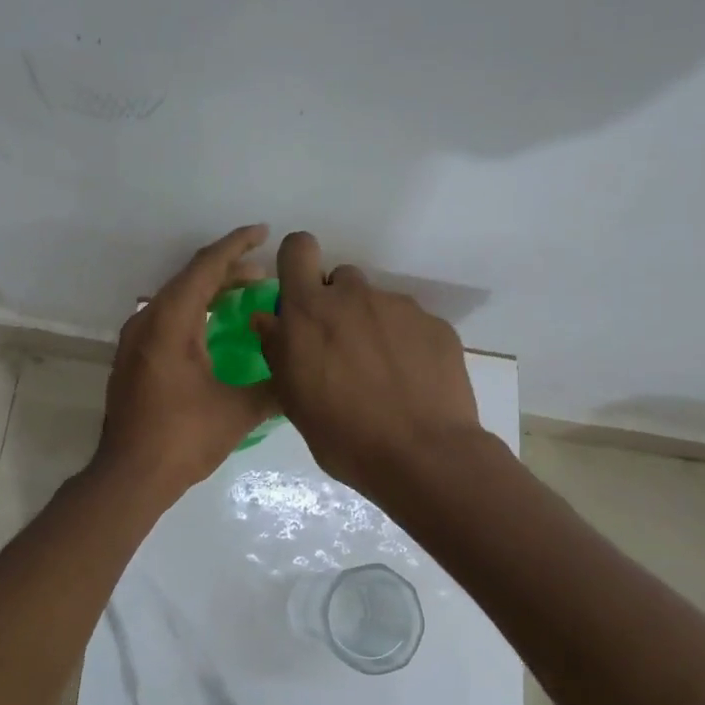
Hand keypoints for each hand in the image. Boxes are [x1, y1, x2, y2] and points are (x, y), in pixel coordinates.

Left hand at [96, 225, 280, 499]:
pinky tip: (215, 328)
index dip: (236, 246)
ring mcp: (135, 340)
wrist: (129, 476)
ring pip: (176, 298)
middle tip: (264, 274)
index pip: (206, 267)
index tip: (263, 232)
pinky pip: (166, 318)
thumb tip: (301, 375)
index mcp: (170, 322)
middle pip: (190, 279)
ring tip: (247, 294)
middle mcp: (147, 321)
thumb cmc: (182, 438)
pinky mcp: (133, 358)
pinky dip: (194, 312)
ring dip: (210, 291)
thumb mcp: (238, 412)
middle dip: (229, 270)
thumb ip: (274, 387)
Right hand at [251, 231, 482, 496]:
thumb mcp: (292, 398)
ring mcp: (400, 308)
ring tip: (381, 374)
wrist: (422, 456)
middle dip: (337, 305)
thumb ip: (278, 349)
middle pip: (341, 279)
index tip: (300, 292)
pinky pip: (411, 324)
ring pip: (378, 304)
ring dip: (372, 326)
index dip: (297, 262)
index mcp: (310, 311)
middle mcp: (354, 297)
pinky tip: (410, 382)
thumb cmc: (342, 434)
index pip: (298, 248)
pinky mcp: (436, 325)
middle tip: (342, 349)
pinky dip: (406, 344)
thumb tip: (269, 319)